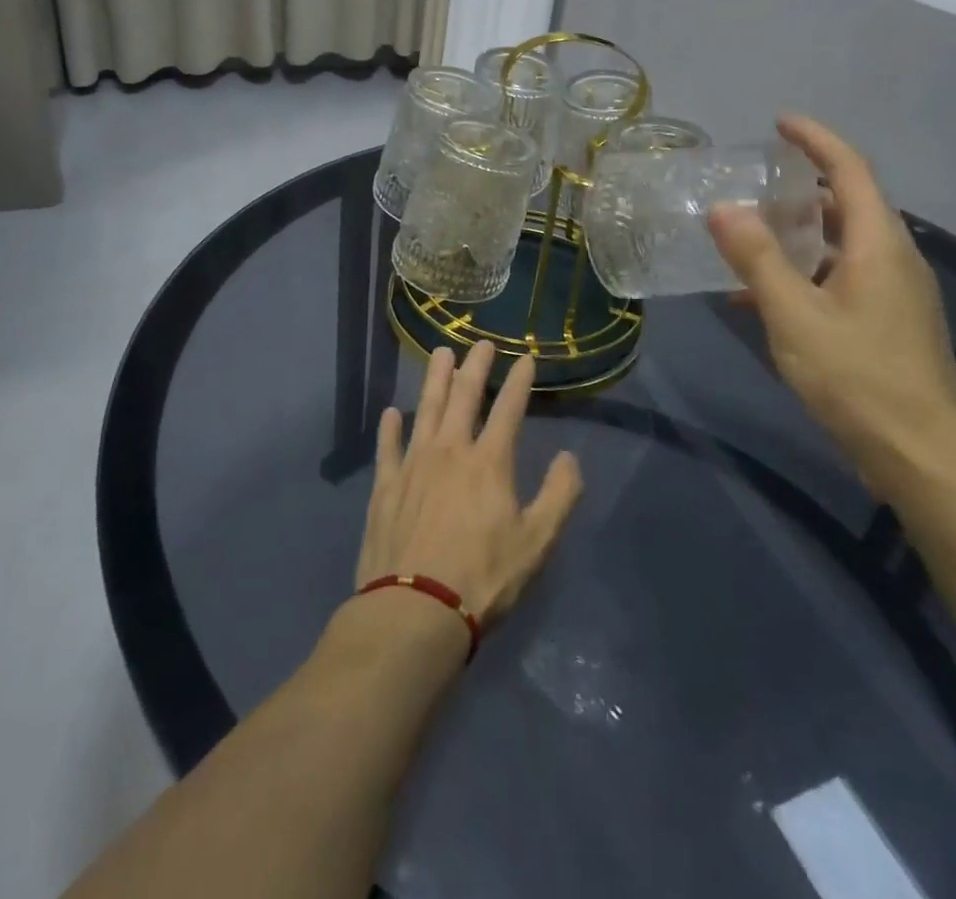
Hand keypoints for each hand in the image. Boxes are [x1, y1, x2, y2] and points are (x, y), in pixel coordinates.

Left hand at [355, 341, 582, 624]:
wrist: (415, 611)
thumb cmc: (483, 578)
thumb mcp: (536, 543)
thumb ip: (559, 496)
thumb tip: (569, 458)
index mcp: (489, 462)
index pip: (509, 409)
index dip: (520, 381)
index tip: (526, 358)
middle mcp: (450, 451)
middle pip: (464, 396)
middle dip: (475, 366)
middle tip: (481, 343)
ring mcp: (414, 465)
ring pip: (426, 410)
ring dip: (435, 380)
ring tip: (440, 354)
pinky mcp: (386, 487)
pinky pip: (388, 448)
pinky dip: (390, 428)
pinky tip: (391, 413)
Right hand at [709, 115, 955, 495]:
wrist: (923, 457)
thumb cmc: (859, 378)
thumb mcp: (795, 316)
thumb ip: (758, 259)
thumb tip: (723, 208)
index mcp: (879, 244)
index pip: (850, 170)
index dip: (816, 140)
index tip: (780, 122)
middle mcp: (894, 260)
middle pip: (850, 205)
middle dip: (804, 187)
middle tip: (756, 183)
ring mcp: (895, 295)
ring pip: (843, 246)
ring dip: (800, 234)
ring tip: (752, 236)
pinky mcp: (888, 325)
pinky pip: (842, 280)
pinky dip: (805, 275)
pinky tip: (764, 298)